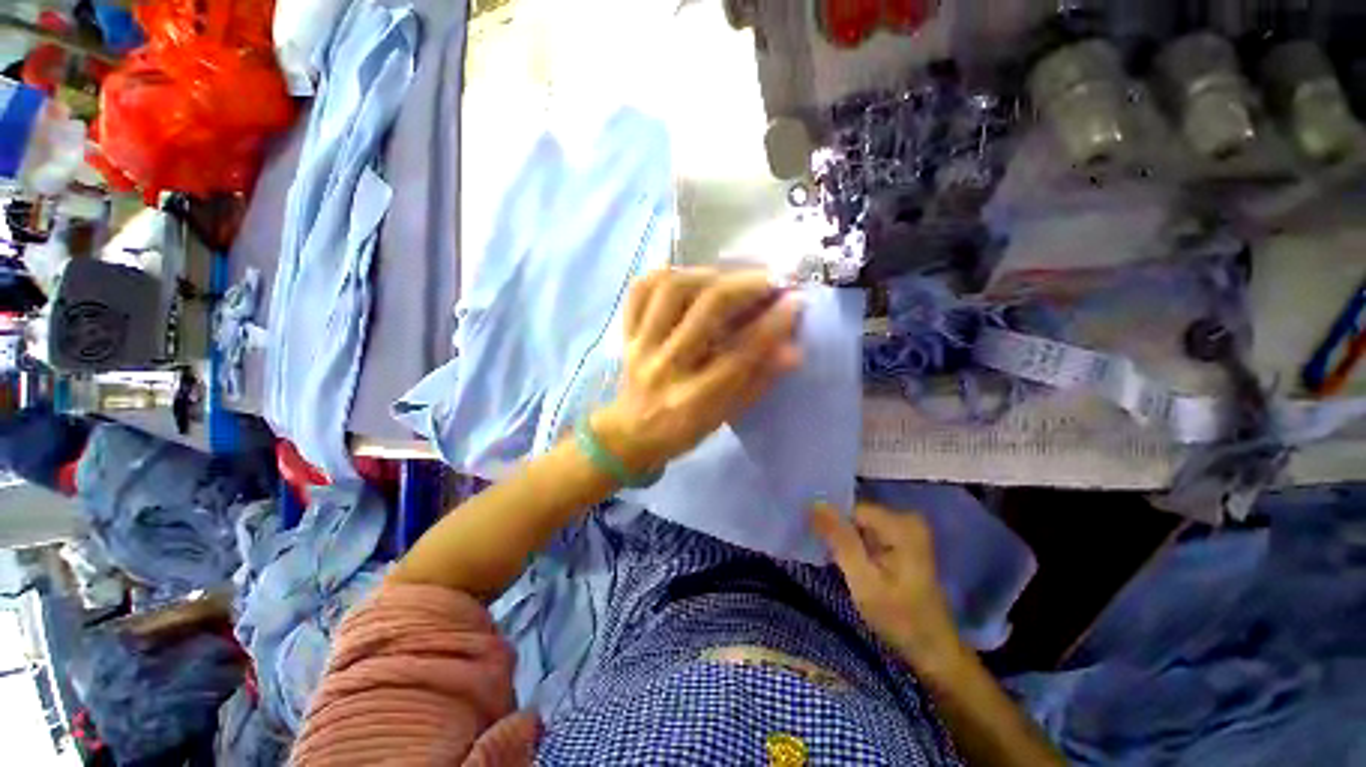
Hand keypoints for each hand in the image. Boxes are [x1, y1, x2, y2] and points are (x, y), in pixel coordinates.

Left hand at [591, 268, 802, 471]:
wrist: (629, 434)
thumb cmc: (683, 430)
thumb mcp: (724, 417)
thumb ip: (758, 383)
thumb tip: (792, 350)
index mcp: (694, 401)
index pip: (740, 355)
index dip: (772, 325)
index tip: (796, 301)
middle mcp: (665, 369)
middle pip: (706, 312)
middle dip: (746, 287)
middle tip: (772, 279)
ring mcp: (639, 347)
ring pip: (671, 290)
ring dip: (709, 274)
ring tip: (731, 276)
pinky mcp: (625, 333)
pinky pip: (640, 290)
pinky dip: (665, 275)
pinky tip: (689, 276)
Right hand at [812, 502, 960, 665]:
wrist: (934, 651)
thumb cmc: (900, 620)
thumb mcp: (864, 582)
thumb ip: (840, 540)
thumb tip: (815, 504)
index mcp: (901, 525)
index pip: (851, 509)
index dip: (831, 525)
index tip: (818, 545)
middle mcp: (906, 519)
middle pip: (855, 516)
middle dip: (838, 533)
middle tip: (826, 557)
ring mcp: (906, 530)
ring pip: (859, 525)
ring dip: (844, 541)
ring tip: (833, 561)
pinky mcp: (903, 541)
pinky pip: (868, 534)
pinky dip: (855, 546)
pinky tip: (848, 563)